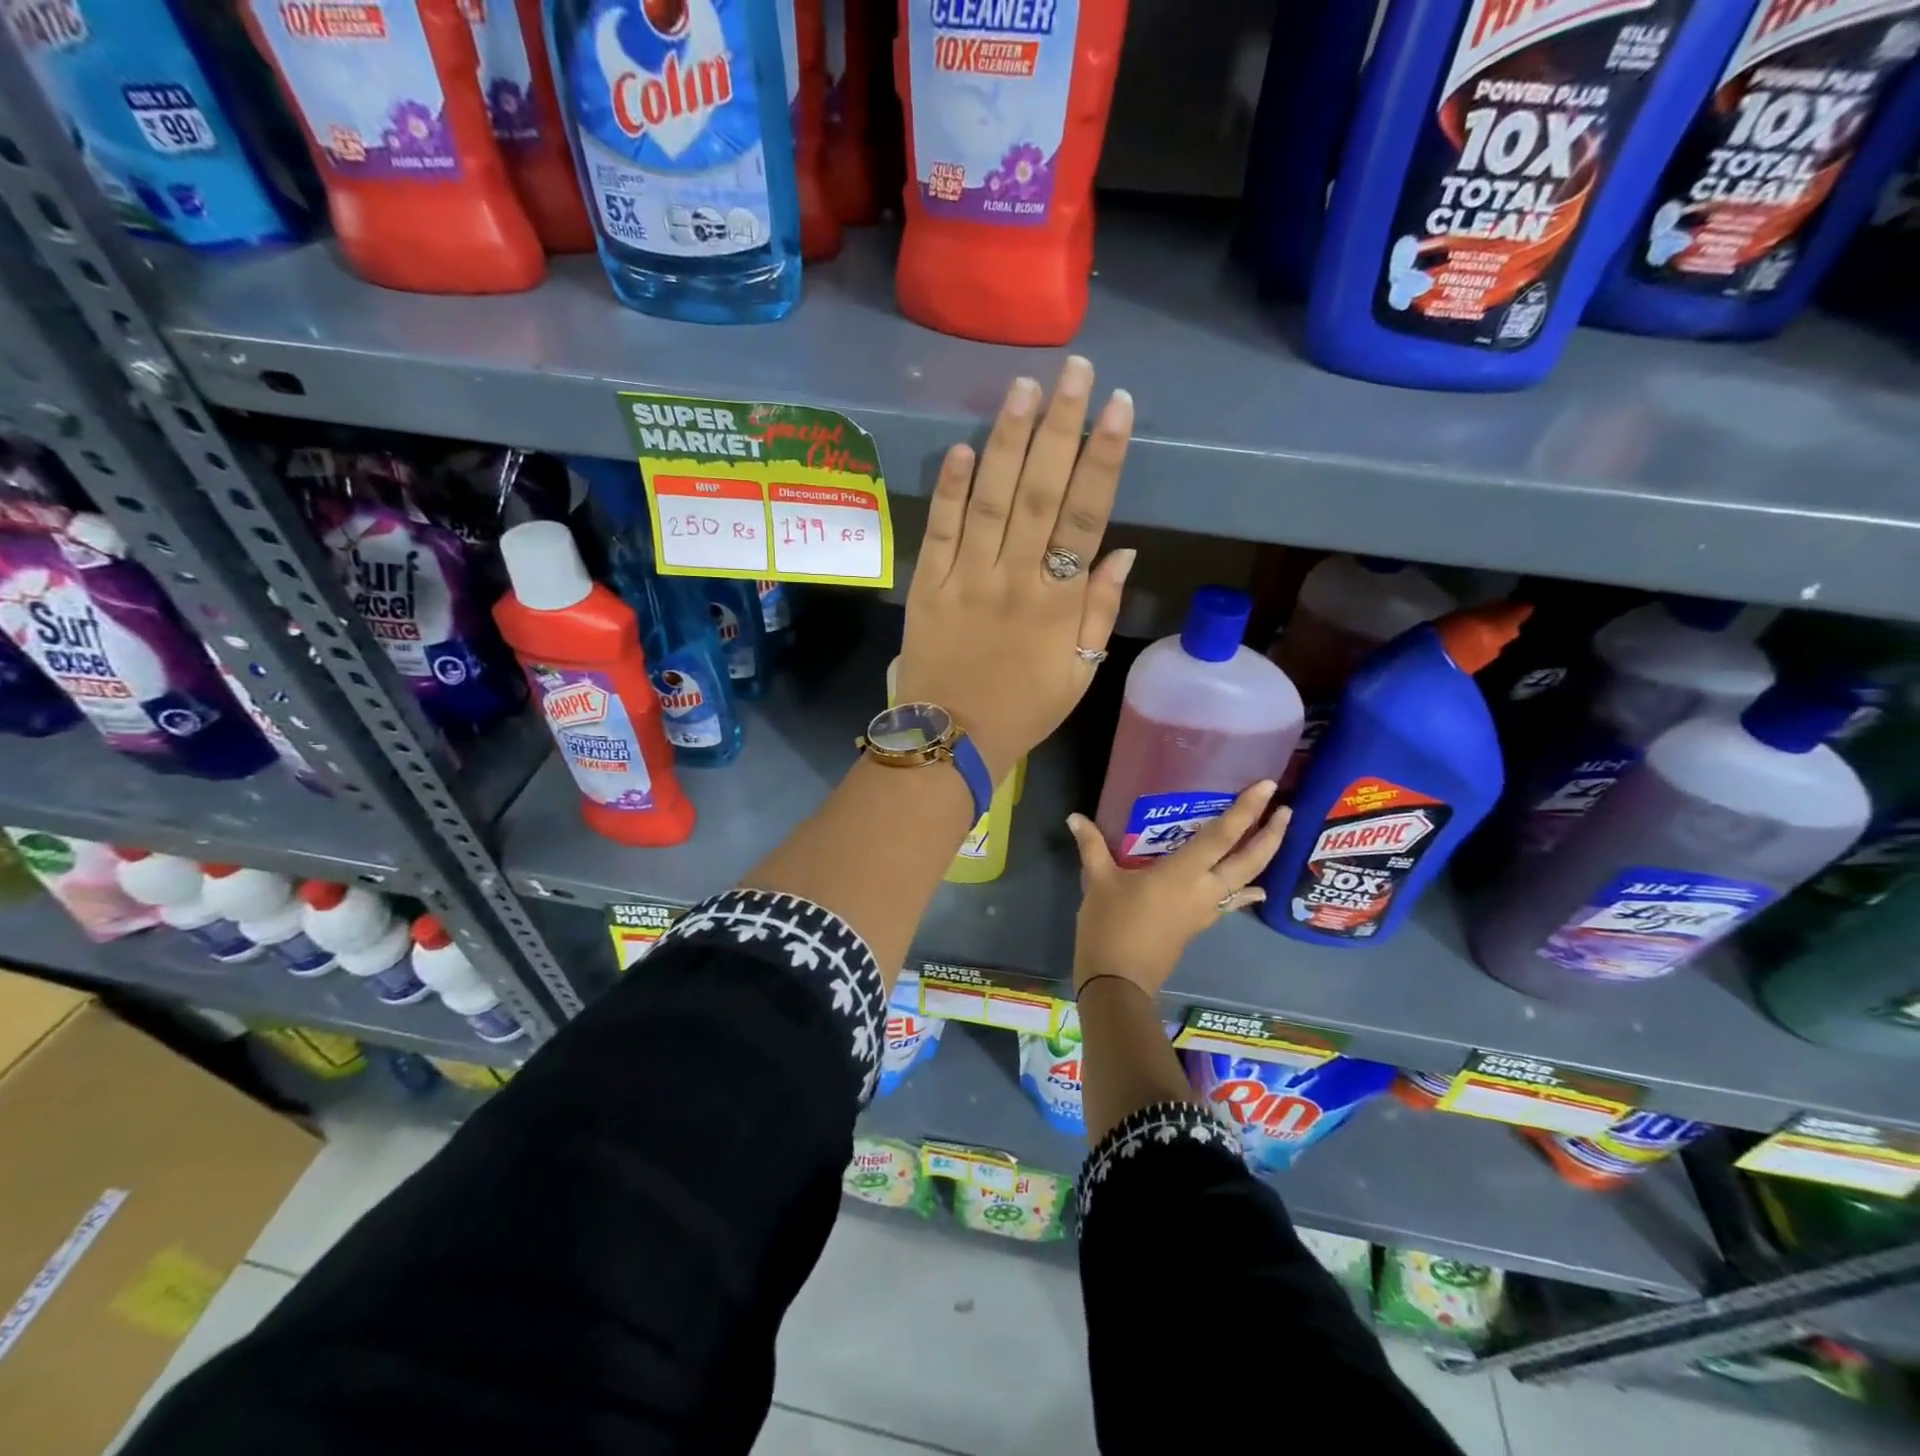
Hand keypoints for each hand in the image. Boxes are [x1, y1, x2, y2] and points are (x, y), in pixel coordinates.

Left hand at [894, 357, 1135, 780]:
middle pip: (1041, 493)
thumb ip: (1099, 612)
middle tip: (1073, 371)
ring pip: (991, 501)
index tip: (1117, 406)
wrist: (952, 741)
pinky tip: (963, 448)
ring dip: (1007, 442)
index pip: (1086, 516)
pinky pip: (941, 531)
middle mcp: (1015, 579)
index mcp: (1058, 602)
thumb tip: (1121, 550)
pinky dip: (951, 490)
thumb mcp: (1080, 674)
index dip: (1102, 458)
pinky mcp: (928, 586)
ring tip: (1022, 388)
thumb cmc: (1023, 710)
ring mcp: (966, 579)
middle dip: (1059, 428)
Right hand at [1065, 784, 1288, 995]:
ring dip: (1263, 858)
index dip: (1247, 809)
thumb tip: (1075, 817)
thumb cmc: (1111, 926)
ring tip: (1275, 837)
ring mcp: (1206, 910)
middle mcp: (1204, 889)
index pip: (1223, 835)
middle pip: (1249, 859)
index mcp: (1183, 873)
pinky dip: (1246, 891)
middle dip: (1271, 834)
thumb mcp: (1099, 881)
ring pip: (1246, 880)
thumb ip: (1092, 846)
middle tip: (1286, 809)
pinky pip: (1232, 901)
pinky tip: (1254, 890)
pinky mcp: (1200, 925)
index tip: (1268, 786)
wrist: (1119, 981)